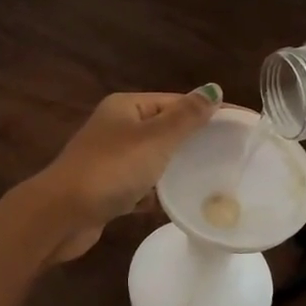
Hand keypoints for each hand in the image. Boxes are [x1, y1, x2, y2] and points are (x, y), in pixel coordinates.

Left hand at [24, 86, 221, 262]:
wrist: (62, 215)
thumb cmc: (111, 170)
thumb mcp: (154, 138)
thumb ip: (185, 117)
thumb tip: (213, 90)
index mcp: (125, 108)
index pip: (175, 101)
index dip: (209, 110)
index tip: (243, 124)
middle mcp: (115, 129)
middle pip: (164, 130)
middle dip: (194, 141)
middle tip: (232, 154)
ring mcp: (109, 161)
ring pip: (152, 161)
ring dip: (176, 169)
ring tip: (213, 179)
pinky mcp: (106, 192)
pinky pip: (140, 188)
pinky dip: (156, 195)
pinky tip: (178, 206)